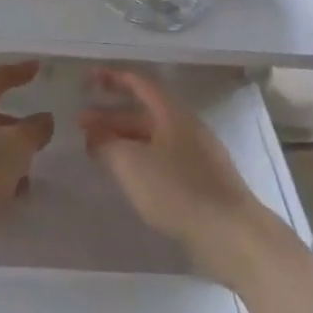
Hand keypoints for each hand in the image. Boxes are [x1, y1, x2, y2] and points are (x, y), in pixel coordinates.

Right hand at [80, 67, 285, 286]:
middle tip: (80, 125)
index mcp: (172, 113)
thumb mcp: (131, 163)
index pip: (138, 83)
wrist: (231, 235)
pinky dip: (138, 160)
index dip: (111, 78)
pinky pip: (161, 159)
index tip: (86, 79)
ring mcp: (196, 155)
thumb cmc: (178, 190)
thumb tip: (93, 131)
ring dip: (122, 140)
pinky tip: (126, 176)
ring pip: (151, 138)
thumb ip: (106, 143)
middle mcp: (186, 127)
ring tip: (96, 151)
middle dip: (110, 116)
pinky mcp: (200, 182)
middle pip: (142, 113)